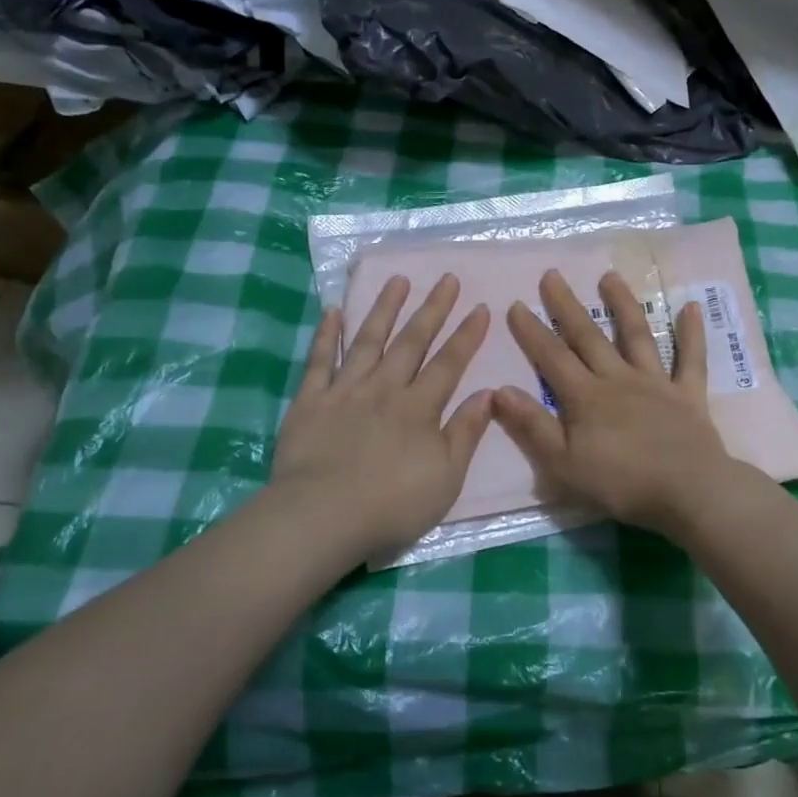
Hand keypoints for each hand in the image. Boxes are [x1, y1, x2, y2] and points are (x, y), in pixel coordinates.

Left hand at [271, 273, 492, 564]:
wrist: (321, 517)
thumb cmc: (392, 505)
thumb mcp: (446, 477)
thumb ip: (466, 432)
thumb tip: (488, 393)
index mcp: (419, 408)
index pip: (449, 363)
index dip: (467, 335)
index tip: (480, 306)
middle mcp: (384, 388)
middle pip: (412, 342)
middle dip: (432, 309)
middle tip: (446, 279)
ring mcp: (345, 391)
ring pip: (368, 340)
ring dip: (385, 309)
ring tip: (398, 280)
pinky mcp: (310, 400)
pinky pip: (319, 360)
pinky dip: (327, 334)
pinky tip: (333, 311)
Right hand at [493, 269, 738, 532]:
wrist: (687, 491)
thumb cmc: (621, 483)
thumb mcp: (563, 464)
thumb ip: (532, 426)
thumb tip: (499, 390)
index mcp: (586, 397)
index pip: (552, 358)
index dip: (532, 332)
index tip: (515, 304)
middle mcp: (618, 379)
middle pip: (588, 337)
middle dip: (567, 306)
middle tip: (552, 275)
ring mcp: (656, 383)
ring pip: (637, 336)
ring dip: (623, 305)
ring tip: (610, 276)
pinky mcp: (688, 394)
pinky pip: (691, 359)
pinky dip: (692, 333)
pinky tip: (690, 306)